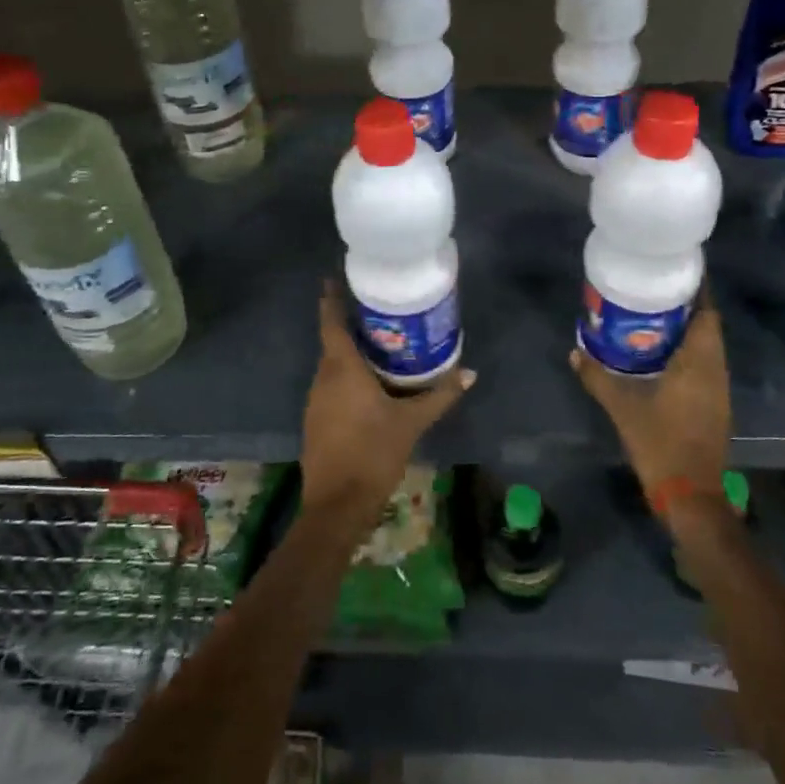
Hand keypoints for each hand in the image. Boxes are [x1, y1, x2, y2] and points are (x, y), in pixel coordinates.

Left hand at [302, 281, 473, 526]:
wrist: (337, 505)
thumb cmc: (373, 453)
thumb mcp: (411, 422)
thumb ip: (439, 395)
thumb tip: (469, 372)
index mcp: (341, 369)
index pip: (331, 322)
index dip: (332, 298)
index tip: (335, 278)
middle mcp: (322, 378)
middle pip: (333, 342)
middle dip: (352, 326)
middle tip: (380, 313)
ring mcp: (315, 401)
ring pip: (333, 366)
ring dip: (351, 354)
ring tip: (382, 344)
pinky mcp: (316, 420)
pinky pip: (332, 386)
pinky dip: (348, 377)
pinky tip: (371, 385)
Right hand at [570, 298, 731, 504]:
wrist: (690, 493)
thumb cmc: (660, 442)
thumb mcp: (622, 408)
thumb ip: (598, 377)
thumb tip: (575, 352)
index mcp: (699, 363)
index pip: (707, 315)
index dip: (699, 291)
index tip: (679, 272)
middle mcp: (715, 371)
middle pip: (709, 327)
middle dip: (688, 307)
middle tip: (658, 291)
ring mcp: (719, 390)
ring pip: (709, 348)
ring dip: (690, 330)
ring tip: (657, 317)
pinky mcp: (715, 406)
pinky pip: (706, 366)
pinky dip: (690, 352)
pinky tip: (664, 355)